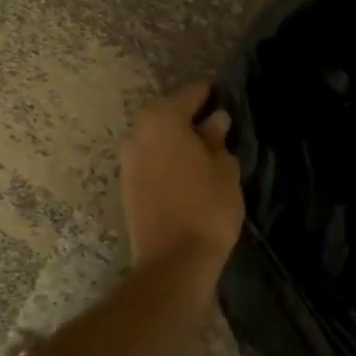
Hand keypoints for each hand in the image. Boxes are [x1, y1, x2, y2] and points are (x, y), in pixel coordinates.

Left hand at [120, 82, 244, 270]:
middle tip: (221, 129)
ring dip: (178, 141)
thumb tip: (215, 120)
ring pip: (158, 138)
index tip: (229, 99)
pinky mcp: (126, 184)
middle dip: (193, 118)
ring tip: (206, 153)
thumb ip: (217, 138)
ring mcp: (128, 159)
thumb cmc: (206, 207)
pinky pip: (151, 159)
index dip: (213, 95)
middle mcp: (138, 131)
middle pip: (170, 113)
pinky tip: (188, 172)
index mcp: (162, 117)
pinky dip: (168, 159)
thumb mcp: (224, 168)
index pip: (193, 93)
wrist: (173, 262)